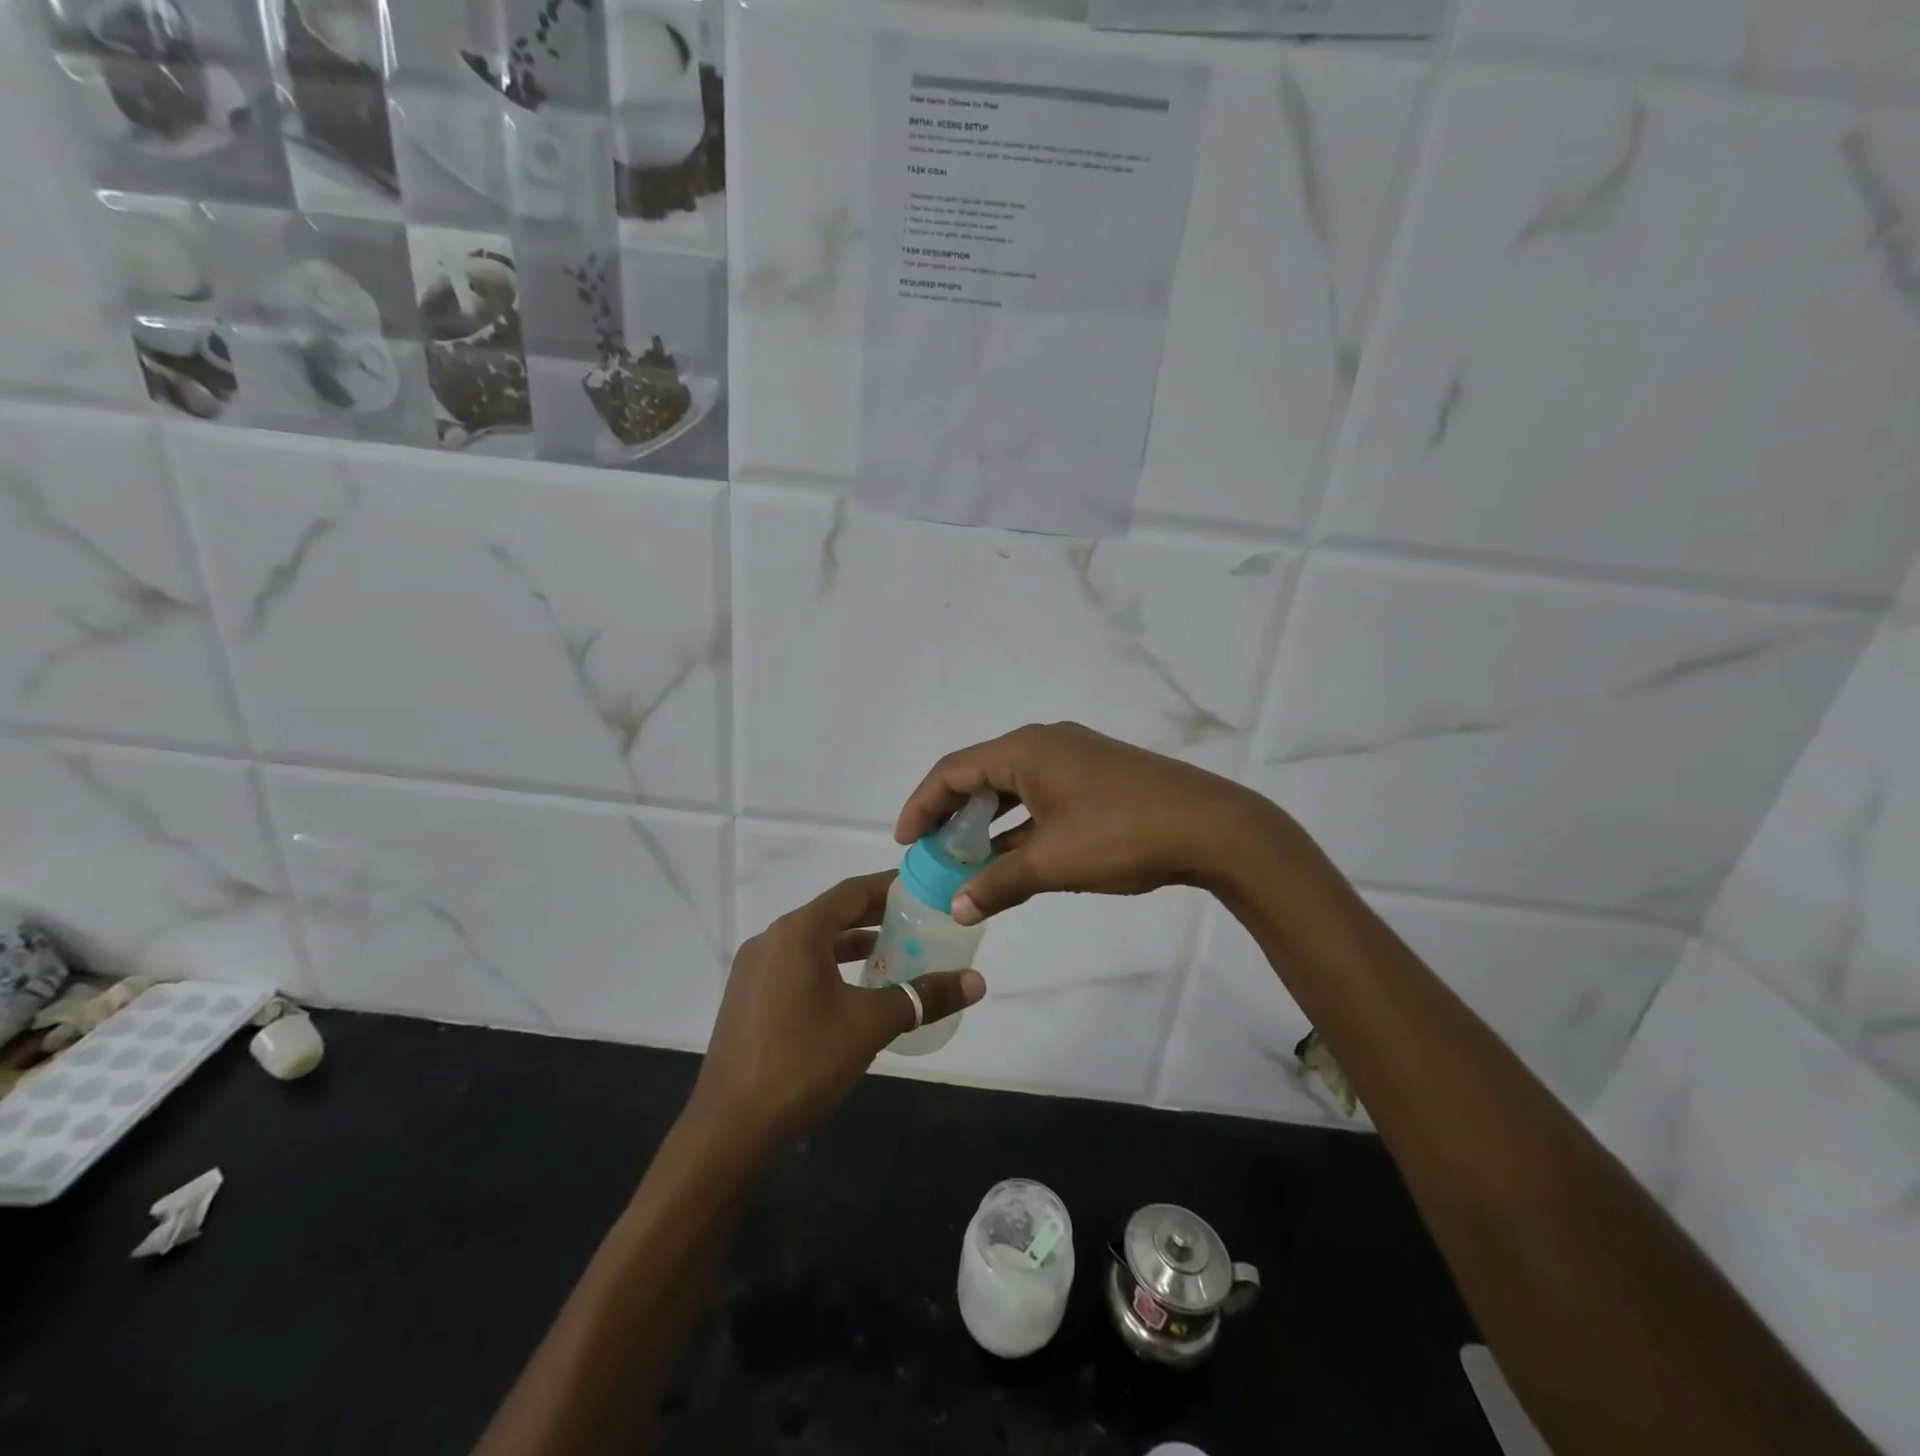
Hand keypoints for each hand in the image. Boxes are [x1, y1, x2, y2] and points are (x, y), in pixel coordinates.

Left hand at [689, 871, 985, 1147]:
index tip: (924, 888)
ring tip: (896, 952)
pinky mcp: (749, 998)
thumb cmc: (803, 1061)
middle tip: (920, 919)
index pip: (853, 891)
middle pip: (833, 913)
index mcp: (798, 932)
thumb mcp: (871, 1024)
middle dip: (877, 915)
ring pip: (815, 942)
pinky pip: (798, 965)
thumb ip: (924, 996)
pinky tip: (856, 990)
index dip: (891, 887)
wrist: (730, 1128)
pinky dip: (831, 966)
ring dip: (854, 943)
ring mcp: (755, 969)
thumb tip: (977, 981)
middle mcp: (772, 939)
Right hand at [896, 722, 1279, 923]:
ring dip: (986, 820)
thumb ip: (998, 883)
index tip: (905, 842)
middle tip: (932, 851)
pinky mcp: (1098, 775)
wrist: (1212, 827)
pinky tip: (1015, 854)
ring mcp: (1076, 757)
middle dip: (951, 813)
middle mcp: (1046, 743)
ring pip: (1013, 786)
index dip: (921, 804)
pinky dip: (1020, 822)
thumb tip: (957, 907)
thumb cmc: (1121, 835)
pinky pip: (1041, 794)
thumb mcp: (1053, 863)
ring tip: (967, 857)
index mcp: (1025, 750)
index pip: (953, 770)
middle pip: (980, 773)